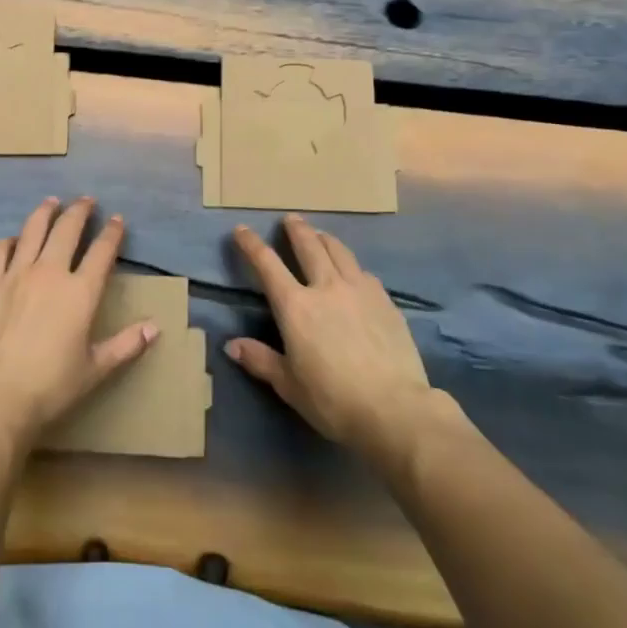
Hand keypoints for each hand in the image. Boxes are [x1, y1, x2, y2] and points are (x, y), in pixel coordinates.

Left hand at [0, 197, 157, 448]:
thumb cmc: (51, 386)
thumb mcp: (95, 369)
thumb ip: (126, 345)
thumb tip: (155, 327)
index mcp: (80, 292)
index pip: (101, 252)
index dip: (112, 233)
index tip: (117, 220)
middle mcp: (50, 272)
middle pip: (67, 230)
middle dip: (80, 211)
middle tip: (86, 200)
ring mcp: (16, 274)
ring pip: (33, 230)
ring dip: (45, 212)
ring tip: (52, 202)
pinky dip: (9, 240)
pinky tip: (13, 239)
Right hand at [227, 215, 444, 473]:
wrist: (395, 408)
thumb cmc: (333, 399)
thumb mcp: (289, 385)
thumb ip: (260, 360)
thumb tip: (231, 346)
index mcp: (295, 306)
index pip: (267, 265)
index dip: (251, 245)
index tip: (242, 230)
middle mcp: (326, 287)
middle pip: (309, 246)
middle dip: (296, 230)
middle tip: (290, 218)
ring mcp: (359, 291)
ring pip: (340, 252)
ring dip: (325, 239)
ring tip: (320, 235)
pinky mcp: (386, 302)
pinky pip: (364, 273)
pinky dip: (352, 266)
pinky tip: (354, 272)